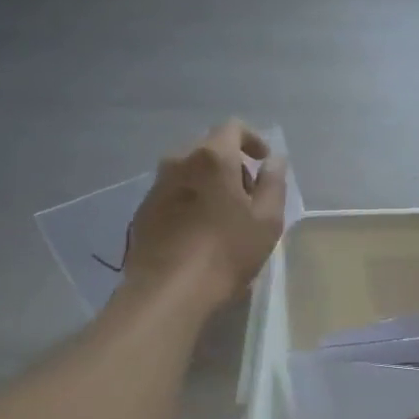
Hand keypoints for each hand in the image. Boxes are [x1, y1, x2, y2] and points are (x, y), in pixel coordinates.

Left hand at [125, 120, 286, 309]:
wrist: (168, 291)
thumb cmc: (227, 251)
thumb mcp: (267, 219)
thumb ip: (274, 183)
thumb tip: (274, 160)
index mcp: (212, 157)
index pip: (233, 127)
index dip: (253, 140)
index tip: (263, 163)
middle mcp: (179, 161)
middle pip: (209, 148)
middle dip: (231, 163)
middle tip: (248, 194)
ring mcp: (156, 186)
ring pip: (188, 170)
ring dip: (208, 182)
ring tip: (223, 214)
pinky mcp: (143, 210)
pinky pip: (172, 192)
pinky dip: (189, 199)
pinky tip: (198, 230)